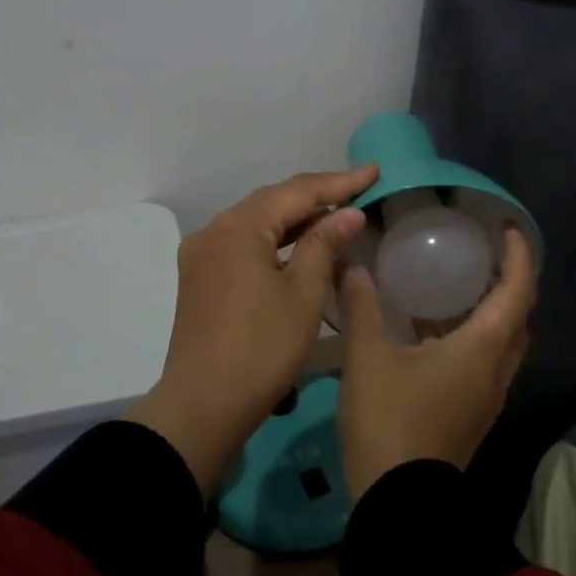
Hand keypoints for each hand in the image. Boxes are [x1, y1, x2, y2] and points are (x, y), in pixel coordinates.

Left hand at [127, 165, 377, 494]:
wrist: (203, 405)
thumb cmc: (262, 347)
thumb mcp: (302, 293)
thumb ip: (324, 244)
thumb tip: (348, 213)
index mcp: (238, 227)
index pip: (296, 191)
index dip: (339, 182)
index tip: (374, 171)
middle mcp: (214, 230)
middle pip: (272, 201)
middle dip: (317, 195)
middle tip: (359, 189)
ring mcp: (202, 254)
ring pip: (257, 223)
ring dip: (296, 218)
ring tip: (337, 212)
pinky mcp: (201, 278)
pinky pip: (244, 244)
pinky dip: (275, 240)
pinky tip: (300, 244)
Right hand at [338, 227, 534, 501]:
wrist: (399, 503)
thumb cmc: (390, 420)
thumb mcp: (368, 357)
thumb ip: (362, 307)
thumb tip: (353, 265)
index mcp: (482, 348)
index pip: (517, 291)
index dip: (519, 256)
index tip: (507, 228)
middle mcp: (495, 369)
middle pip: (518, 315)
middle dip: (508, 280)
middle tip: (479, 252)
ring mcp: (486, 396)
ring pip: (501, 341)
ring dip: (488, 309)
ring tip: (453, 282)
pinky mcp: (471, 412)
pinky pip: (484, 360)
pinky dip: (470, 334)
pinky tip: (429, 329)